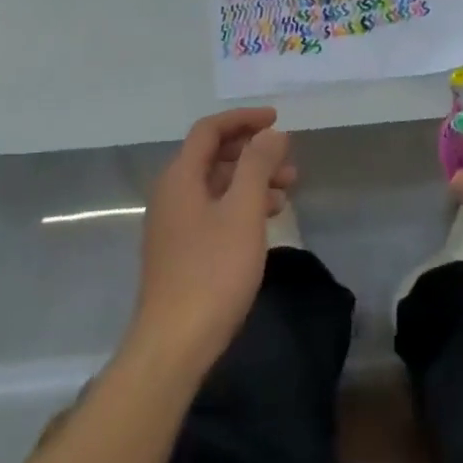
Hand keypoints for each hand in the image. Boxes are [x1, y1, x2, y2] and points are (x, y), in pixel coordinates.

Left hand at [131, 107, 294, 373]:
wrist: (175, 343)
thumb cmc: (212, 271)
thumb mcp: (243, 211)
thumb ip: (257, 166)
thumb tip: (271, 133)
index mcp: (180, 177)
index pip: (209, 130)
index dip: (243, 119)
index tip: (277, 120)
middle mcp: (172, 193)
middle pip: (213, 156)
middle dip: (253, 152)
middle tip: (290, 161)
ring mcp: (174, 223)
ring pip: (217, 185)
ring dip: (252, 180)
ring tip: (289, 190)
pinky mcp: (182, 249)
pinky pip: (215, 210)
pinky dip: (242, 205)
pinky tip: (267, 219)